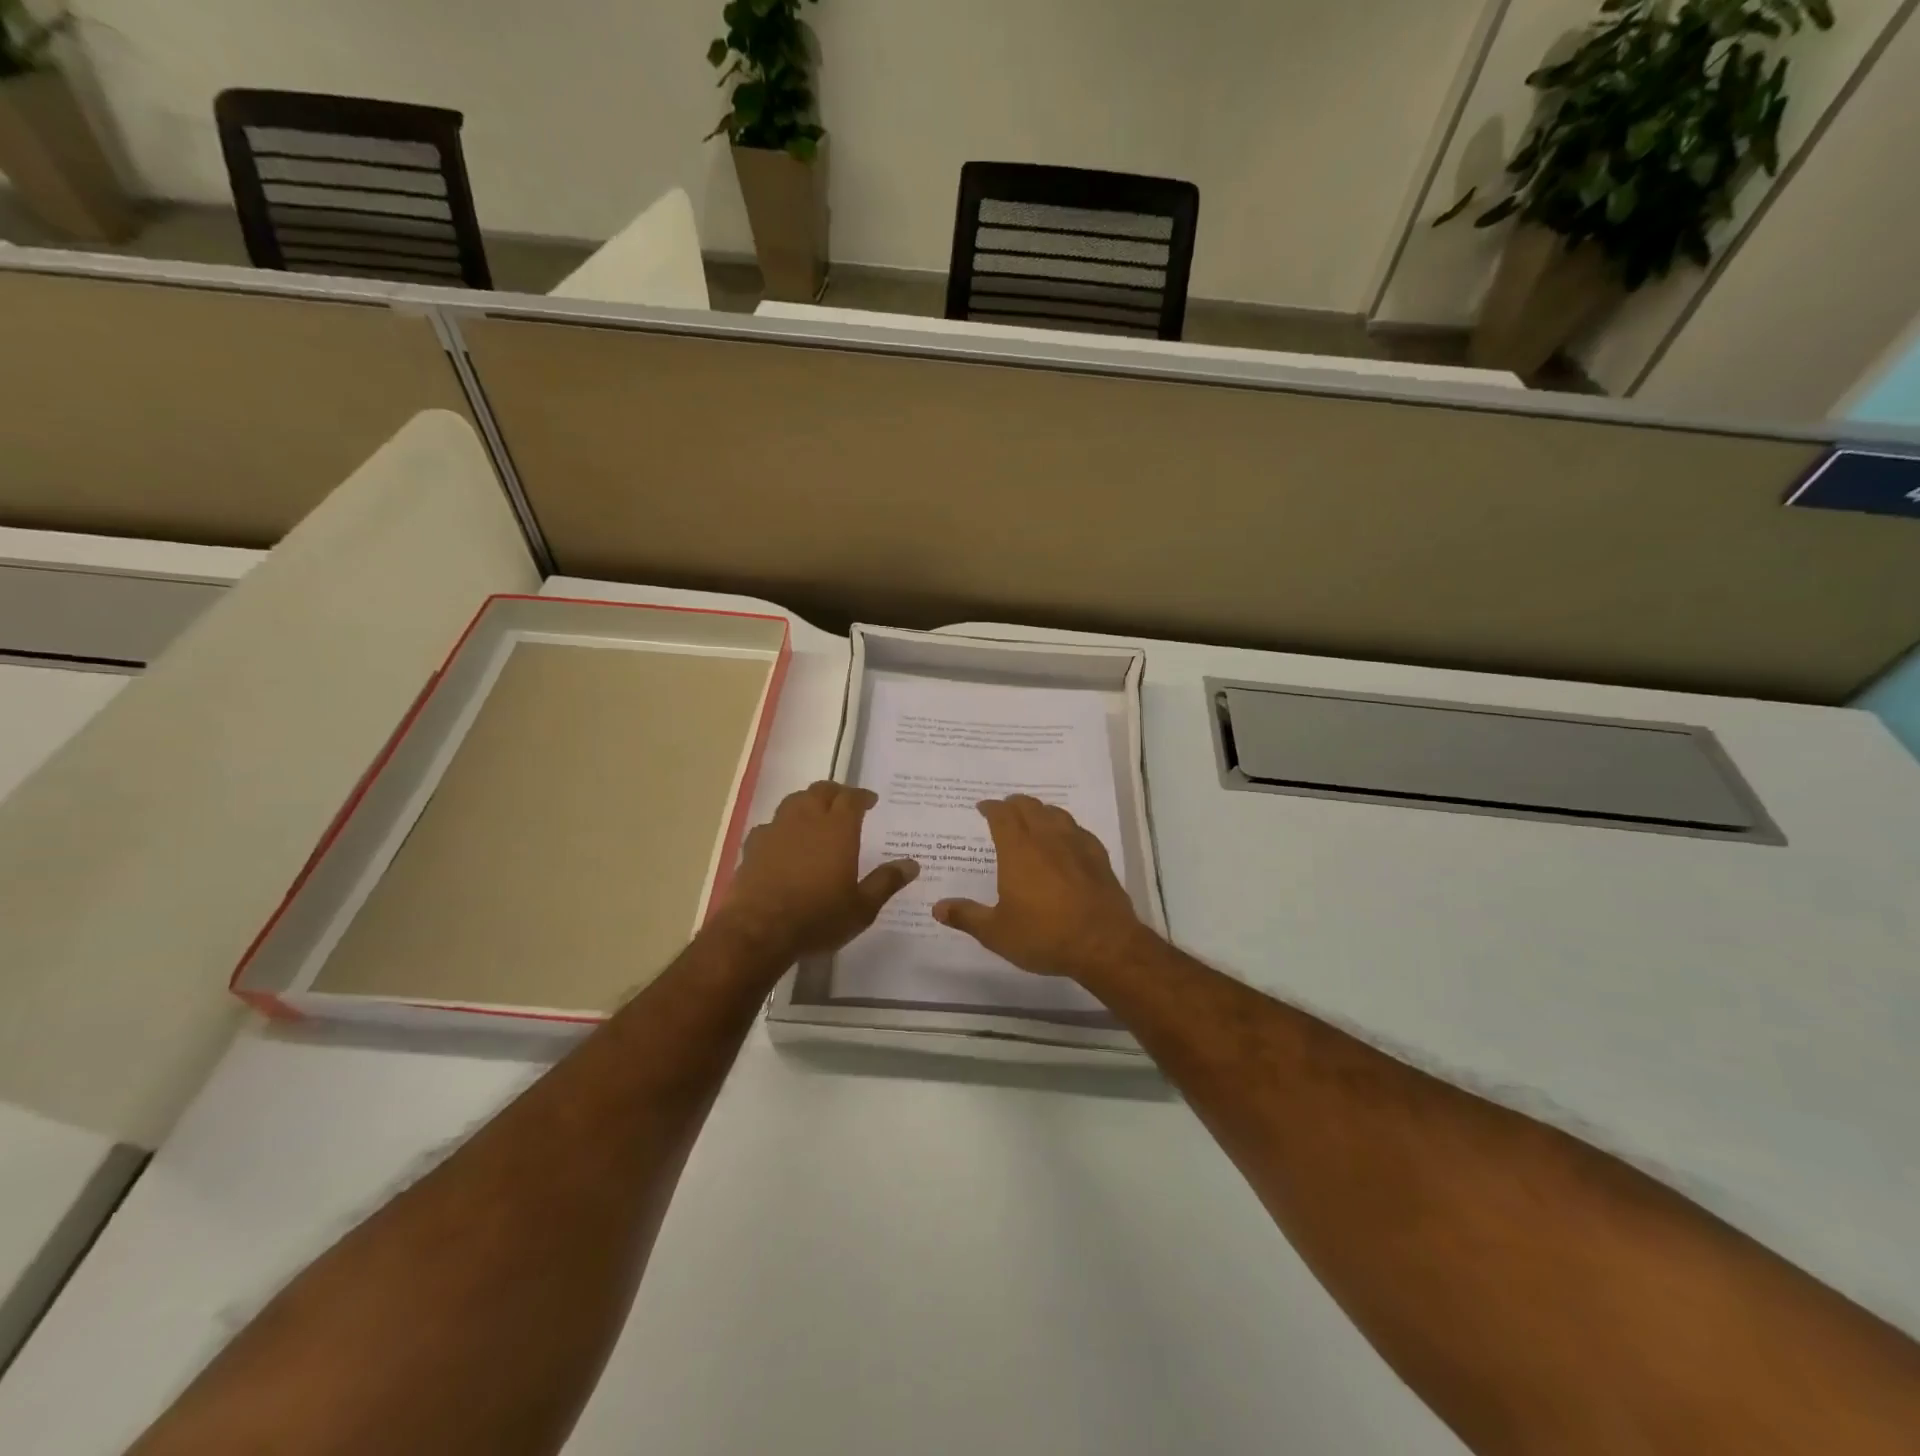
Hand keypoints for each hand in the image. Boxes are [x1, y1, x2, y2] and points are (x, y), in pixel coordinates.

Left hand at [713, 782, 917, 962]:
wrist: (758, 931)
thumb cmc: (817, 917)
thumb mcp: (862, 908)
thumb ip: (886, 882)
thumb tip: (912, 864)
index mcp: (837, 829)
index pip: (851, 798)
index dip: (862, 796)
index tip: (870, 800)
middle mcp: (806, 820)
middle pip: (820, 791)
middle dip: (835, 792)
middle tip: (844, 802)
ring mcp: (776, 830)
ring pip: (793, 801)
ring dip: (807, 802)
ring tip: (815, 814)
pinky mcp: (752, 846)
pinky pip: (770, 825)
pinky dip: (781, 826)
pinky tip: (783, 840)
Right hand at [931, 795, 1152, 980]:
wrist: (1104, 943)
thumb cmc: (1044, 935)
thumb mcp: (997, 933)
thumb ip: (967, 916)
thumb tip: (937, 907)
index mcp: (1018, 850)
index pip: (1002, 815)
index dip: (991, 807)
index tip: (983, 807)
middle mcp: (1047, 838)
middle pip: (1029, 807)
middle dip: (1014, 804)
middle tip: (1005, 810)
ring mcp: (1076, 844)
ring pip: (1056, 813)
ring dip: (1040, 810)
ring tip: (1033, 818)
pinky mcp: (1098, 857)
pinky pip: (1078, 830)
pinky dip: (1065, 827)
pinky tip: (1066, 839)